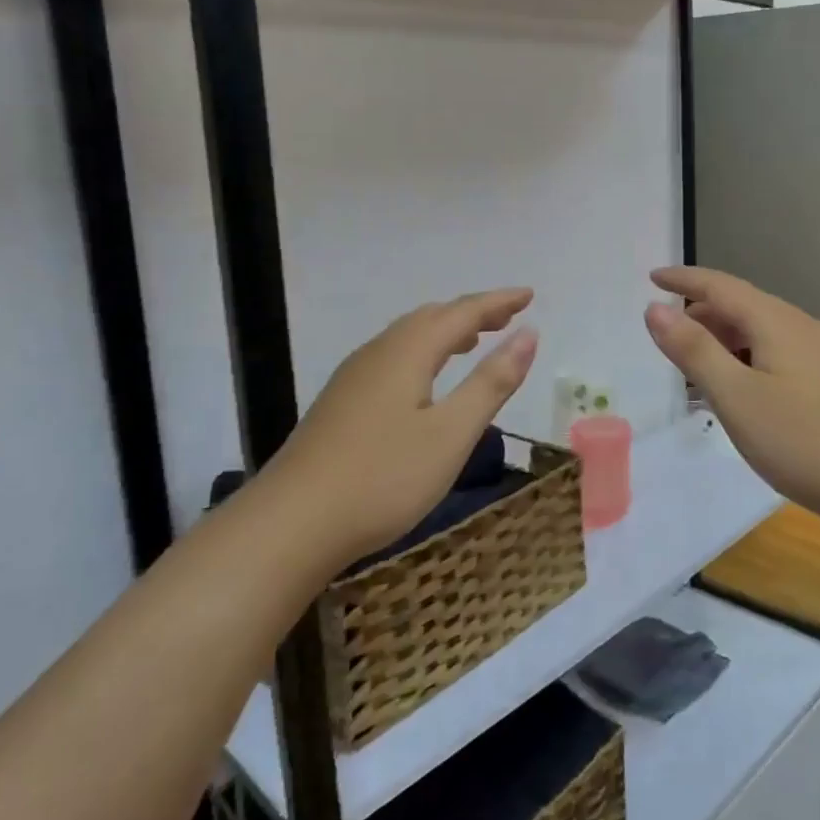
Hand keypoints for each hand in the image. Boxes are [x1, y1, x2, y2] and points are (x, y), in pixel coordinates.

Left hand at [257, 290, 538, 570]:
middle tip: (506, 316)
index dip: (498, 302)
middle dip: (472, 313)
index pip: (462, 313)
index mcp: (407, 352)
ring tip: (473, 340)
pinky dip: (423, 353)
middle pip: (431, 318)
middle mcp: (378, 353)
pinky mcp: (341, 403)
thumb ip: (491, 382)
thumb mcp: (451, 433)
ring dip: (445, 331)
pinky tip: (425, 379)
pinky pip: (392, 357)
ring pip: (407, 338)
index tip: (529, 294)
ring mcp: (353, 378)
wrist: (291, 525)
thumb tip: (528, 334)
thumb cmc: (383, 478)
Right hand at [643, 267, 819, 538]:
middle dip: (701, 312)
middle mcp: (801, 327)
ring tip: (699, 365)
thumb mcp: (736, 396)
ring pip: (762, 330)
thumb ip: (694, 350)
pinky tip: (744, 388)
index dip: (684, 280)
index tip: (652, 277)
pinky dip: (747, 356)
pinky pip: (778, 351)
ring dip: (725, 338)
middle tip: (668, 335)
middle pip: (742, 305)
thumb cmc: (802, 440)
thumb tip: (655, 309)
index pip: (720, 286)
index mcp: (776, 322)